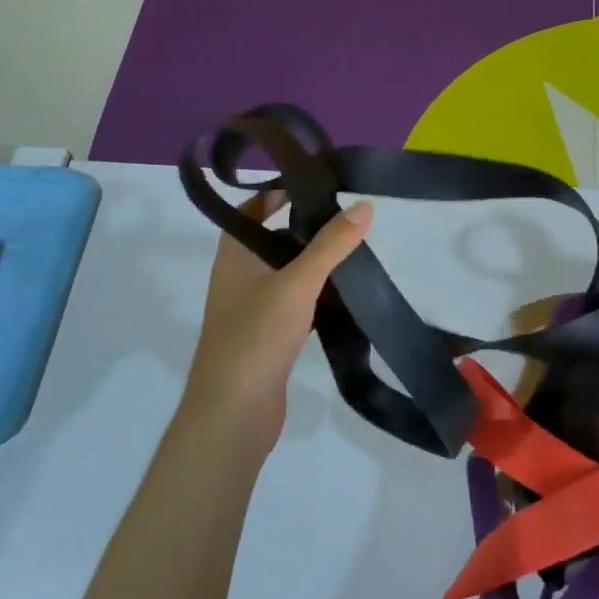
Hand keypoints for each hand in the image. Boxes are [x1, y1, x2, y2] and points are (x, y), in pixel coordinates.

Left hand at [177, 192, 373, 449]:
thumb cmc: (257, 338)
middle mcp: (238, 279)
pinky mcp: (268, 338)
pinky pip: (295, 306)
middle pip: (272, 241)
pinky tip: (345, 297)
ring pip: (286, 275)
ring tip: (354, 251)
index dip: (276, 193)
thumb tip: (364, 205)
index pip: (250, 210)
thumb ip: (331, 244)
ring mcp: (252, 311)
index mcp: (234, 257)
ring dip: (313, 265)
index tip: (314, 185)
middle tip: (346, 218)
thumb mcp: (298, 283)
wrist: (234, 414)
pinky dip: (316, 298)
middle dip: (305, 229)